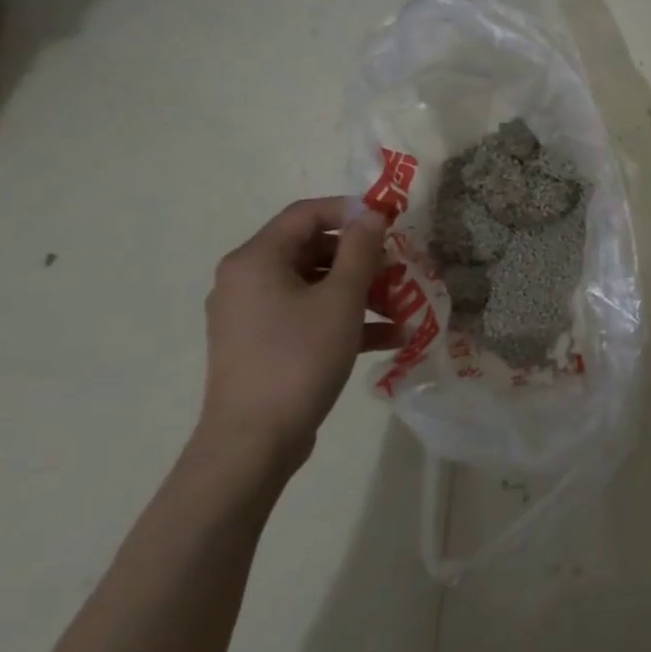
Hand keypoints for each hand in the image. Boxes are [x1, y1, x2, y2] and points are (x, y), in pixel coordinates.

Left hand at [199, 197, 398, 475]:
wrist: (254, 440)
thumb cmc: (299, 357)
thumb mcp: (342, 299)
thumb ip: (360, 251)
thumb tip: (371, 216)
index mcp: (256, 260)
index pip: (306, 214)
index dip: (351, 211)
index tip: (391, 223)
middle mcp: (246, 280)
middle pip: (313, 250)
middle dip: (363, 259)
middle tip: (401, 269)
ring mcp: (252, 315)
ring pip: (315, 286)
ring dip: (362, 292)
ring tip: (404, 308)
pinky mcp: (262, 345)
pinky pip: (308, 316)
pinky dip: (345, 320)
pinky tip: (390, 338)